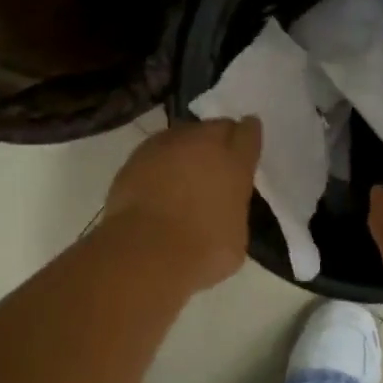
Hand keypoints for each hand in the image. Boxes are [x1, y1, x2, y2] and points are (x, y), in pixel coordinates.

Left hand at [102, 118, 261, 291]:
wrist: (145, 254)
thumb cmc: (202, 251)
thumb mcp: (237, 234)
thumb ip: (234, 207)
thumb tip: (224, 205)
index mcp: (234, 161)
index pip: (248, 132)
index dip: (248, 136)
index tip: (246, 144)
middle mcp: (201, 143)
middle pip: (214, 128)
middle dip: (217, 142)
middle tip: (215, 165)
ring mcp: (164, 146)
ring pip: (182, 136)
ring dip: (186, 150)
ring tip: (183, 175)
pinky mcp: (134, 158)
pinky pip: (155, 153)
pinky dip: (159, 164)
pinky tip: (157, 186)